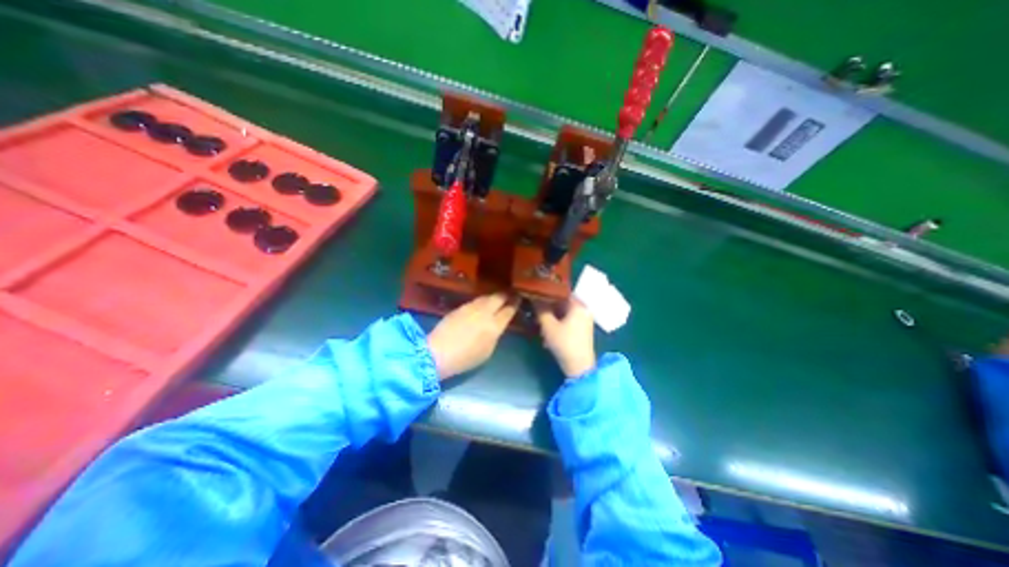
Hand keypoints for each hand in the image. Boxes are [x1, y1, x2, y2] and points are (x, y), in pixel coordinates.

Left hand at [427, 296, 518, 378]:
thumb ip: (494, 335)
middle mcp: (484, 312)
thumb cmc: (465, 358)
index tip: (519, 297)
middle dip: (505, 295)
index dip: (515, 303)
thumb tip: (496, 325)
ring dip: (493, 297)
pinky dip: (481, 301)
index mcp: (494, 326)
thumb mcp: (487, 351)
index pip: (509, 310)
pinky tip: (481, 305)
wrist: (438, 353)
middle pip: (498, 298)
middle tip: (510, 294)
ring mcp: (470, 308)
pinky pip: (475, 301)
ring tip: (496, 299)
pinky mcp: (460, 307)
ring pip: (486, 297)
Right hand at [540, 299, 591, 378]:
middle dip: (547, 309)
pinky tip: (547, 335)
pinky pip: (567, 322)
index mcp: (578, 305)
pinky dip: (557, 325)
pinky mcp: (582, 330)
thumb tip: (533, 295)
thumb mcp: (548, 326)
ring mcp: (584, 321)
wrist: (579, 368)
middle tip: (534, 313)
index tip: (534, 296)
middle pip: (561, 304)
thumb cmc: (564, 343)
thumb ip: (540, 309)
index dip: (546, 293)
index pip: (560, 292)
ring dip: (550, 318)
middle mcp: (583, 310)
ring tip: (539, 326)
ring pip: (563, 314)